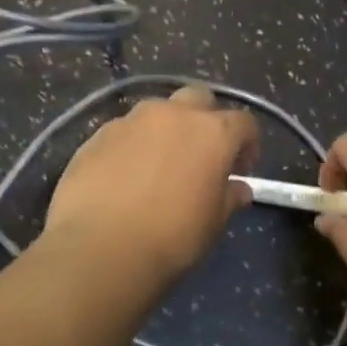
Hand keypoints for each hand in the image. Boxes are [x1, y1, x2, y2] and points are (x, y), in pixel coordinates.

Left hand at [44, 84, 260, 282]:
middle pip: (199, 98)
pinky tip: (124, 176)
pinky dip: (132, 145)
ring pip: (157, 110)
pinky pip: (125, 131)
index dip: (248, 143)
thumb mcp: (212, 224)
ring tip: (159, 164)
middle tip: (201, 154)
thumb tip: (238, 188)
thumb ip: (229, 198)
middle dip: (206, 119)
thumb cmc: (171, 238)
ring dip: (166, 129)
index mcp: (212, 132)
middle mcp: (173, 114)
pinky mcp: (98, 134)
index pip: (243, 122)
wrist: (99, 247)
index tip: (241, 168)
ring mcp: (132, 120)